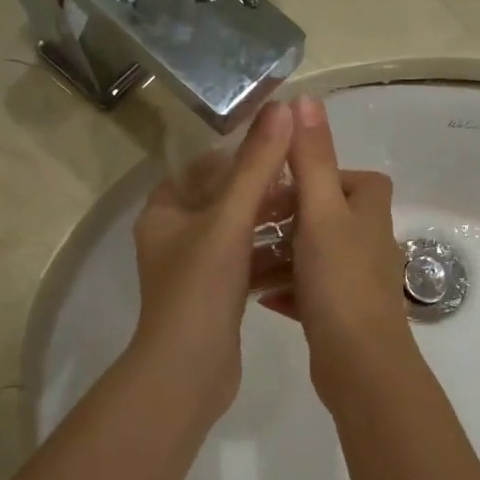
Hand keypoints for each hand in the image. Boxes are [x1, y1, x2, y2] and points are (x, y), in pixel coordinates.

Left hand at [129, 100, 295, 424]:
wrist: (189, 371)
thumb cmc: (200, 287)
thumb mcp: (230, 219)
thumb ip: (257, 164)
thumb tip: (285, 108)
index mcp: (164, 212)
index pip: (201, 166)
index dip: (239, 152)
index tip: (280, 145)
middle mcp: (175, 237)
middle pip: (224, 200)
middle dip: (265, 191)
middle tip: (307, 181)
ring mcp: (197, 271)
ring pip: (240, 235)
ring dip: (273, 225)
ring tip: (315, 214)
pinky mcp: (218, 298)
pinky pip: (248, 266)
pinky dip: (272, 258)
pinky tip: (307, 253)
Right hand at [260, 95, 420, 405]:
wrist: (359, 364)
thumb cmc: (340, 281)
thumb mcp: (321, 212)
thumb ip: (313, 159)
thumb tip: (305, 99)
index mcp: (370, 210)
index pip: (346, 176)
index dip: (312, 176)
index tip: (277, 186)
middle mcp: (369, 240)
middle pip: (323, 215)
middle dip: (285, 219)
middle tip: (248, 224)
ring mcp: (356, 279)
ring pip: (312, 254)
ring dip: (279, 256)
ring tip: (243, 260)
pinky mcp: (341, 312)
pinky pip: (308, 290)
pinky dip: (285, 289)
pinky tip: (259, 296)